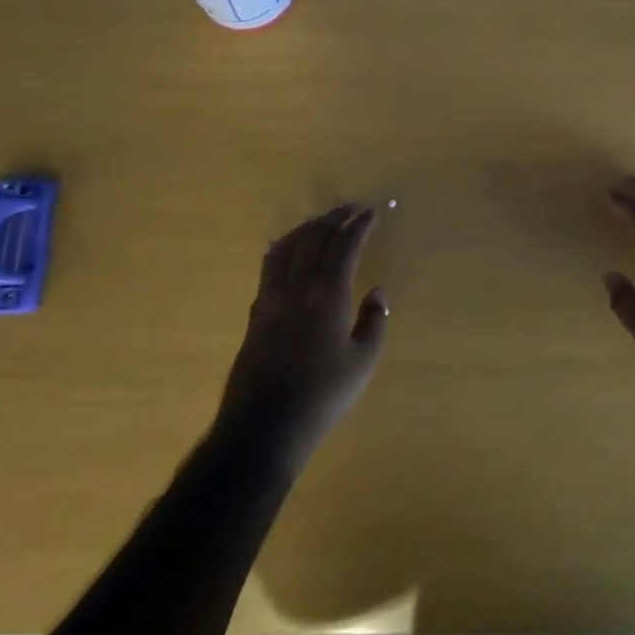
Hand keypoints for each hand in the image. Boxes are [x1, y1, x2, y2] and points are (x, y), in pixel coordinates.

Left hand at [218, 204, 388, 460]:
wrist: (264, 425)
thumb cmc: (322, 394)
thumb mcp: (363, 361)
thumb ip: (374, 321)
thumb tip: (377, 291)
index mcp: (328, 292)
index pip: (345, 245)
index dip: (360, 225)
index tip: (373, 211)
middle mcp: (297, 285)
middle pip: (314, 237)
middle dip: (334, 217)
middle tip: (352, 208)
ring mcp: (271, 296)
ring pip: (288, 245)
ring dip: (308, 227)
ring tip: (323, 221)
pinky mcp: (256, 312)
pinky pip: (270, 264)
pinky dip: (283, 246)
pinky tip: (287, 248)